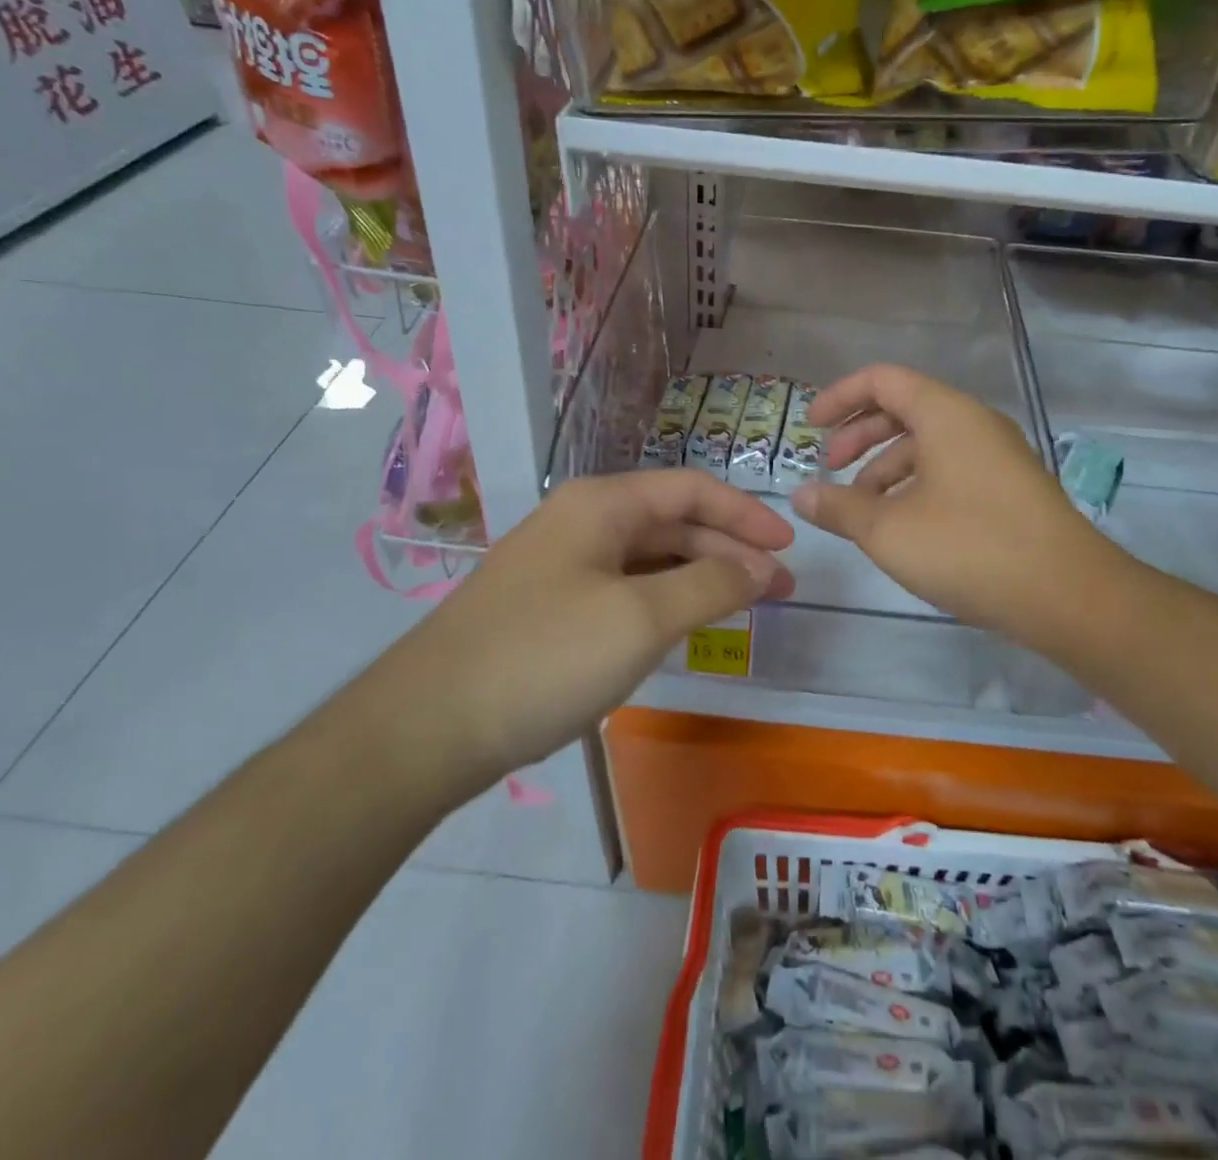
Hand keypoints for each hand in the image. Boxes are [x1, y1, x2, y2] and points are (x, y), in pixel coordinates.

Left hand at [379, 470, 794, 781]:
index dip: (747, 515)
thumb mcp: (642, 618)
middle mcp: (582, 522)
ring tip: (742, 607)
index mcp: (603, 505)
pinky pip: (624, 589)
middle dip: (730, 551)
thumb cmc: (545, 657)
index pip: (693, 491)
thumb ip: (712, 584)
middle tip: (778, 589)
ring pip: (649, 558)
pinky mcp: (550, 607)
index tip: (789, 549)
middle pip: (673, 522)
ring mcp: (562, 565)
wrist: (429, 726)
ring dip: (699, 577)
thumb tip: (763, 568)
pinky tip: (683, 627)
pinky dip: (664, 601)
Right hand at [789, 365, 1118, 643]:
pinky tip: (902, 525)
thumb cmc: (969, 548)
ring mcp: (998, 455)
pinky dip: (916, 484)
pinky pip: (951, 469)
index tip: (810, 427)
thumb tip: (801, 496)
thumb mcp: (888, 530)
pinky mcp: (1010, 488)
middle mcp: (975, 423)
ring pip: (928, 443)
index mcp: (946, 414)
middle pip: (905, 408)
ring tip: (861, 508)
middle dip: (860, 434)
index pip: (882, 380)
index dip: (840, 397)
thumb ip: (839, 508)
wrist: (1068, 594)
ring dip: (886, 466)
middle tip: (831, 467)